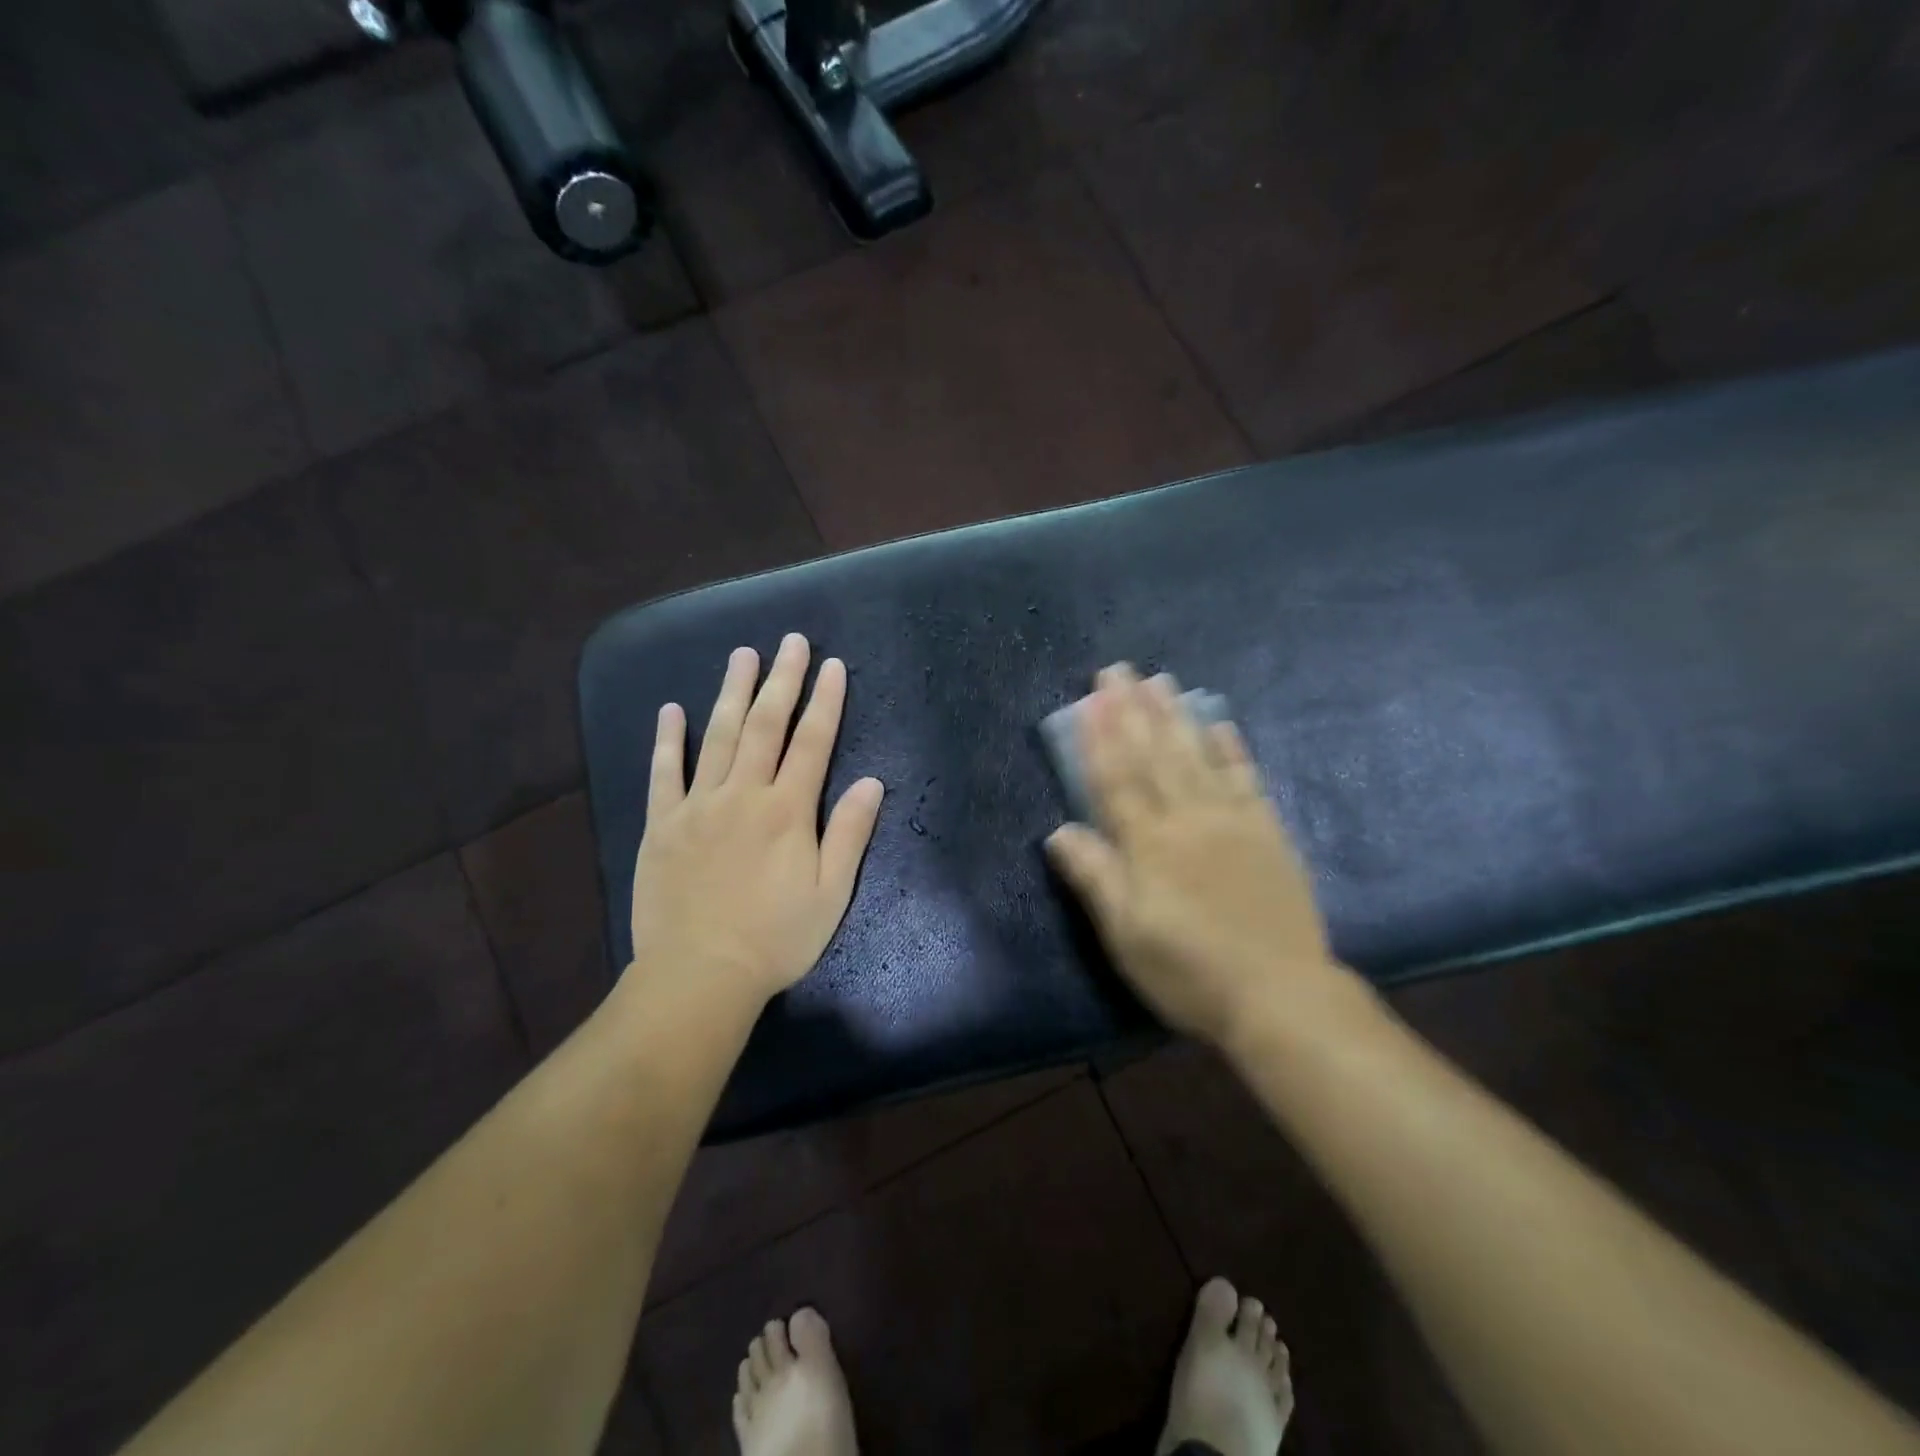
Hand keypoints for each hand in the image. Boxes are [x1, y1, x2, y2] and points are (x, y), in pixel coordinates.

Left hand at [628, 634, 884, 1007]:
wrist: (699, 975)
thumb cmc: (775, 939)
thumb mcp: (831, 894)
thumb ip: (849, 833)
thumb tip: (872, 782)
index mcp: (787, 811)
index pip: (812, 742)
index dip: (825, 701)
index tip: (833, 665)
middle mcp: (743, 795)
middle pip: (764, 726)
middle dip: (781, 680)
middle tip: (791, 642)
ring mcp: (698, 806)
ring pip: (716, 737)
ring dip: (731, 692)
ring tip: (742, 655)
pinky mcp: (662, 825)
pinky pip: (664, 773)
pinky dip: (668, 740)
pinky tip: (671, 710)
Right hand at [1045, 665, 1357, 1047]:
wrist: (1279, 996)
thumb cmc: (1189, 970)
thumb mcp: (1126, 935)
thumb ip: (1095, 878)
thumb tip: (1059, 831)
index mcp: (1149, 844)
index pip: (1116, 779)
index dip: (1100, 738)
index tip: (1091, 699)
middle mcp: (1188, 819)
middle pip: (1154, 756)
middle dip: (1133, 710)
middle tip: (1120, 669)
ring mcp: (1232, 821)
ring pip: (1197, 757)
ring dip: (1176, 717)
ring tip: (1161, 681)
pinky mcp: (1267, 833)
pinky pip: (1247, 779)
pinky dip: (1232, 749)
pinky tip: (1221, 723)